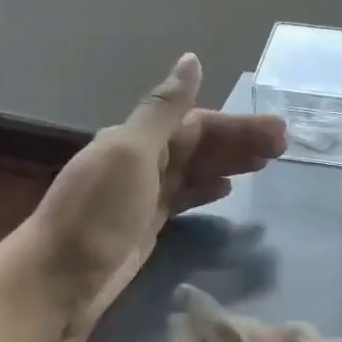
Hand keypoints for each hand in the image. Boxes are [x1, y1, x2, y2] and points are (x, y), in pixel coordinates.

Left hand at [28, 54, 284, 328]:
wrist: (58, 281)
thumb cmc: (97, 214)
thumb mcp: (131, 153)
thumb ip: (164, 110)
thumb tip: (191, 59)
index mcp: (136, 139)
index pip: (197, 123)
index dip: (237, 126)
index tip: (277, 132)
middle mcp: (140, 161)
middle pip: (199, 145)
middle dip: (240, 142)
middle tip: (284, 147)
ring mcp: (142, 196)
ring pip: (194, 170)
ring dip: (229, 163)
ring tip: (267, 163)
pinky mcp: (145, 226)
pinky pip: (183, 198)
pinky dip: (206, 190)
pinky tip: (225, 190)